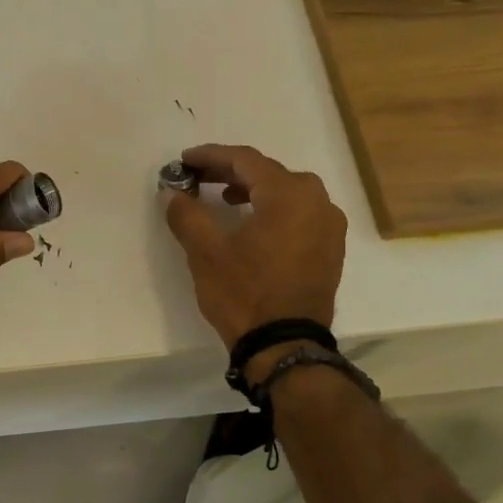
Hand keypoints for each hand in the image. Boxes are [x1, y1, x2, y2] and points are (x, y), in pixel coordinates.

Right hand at [163, 144, 347, 347]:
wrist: (285, 346)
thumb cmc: (244, 293)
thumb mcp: (205, 251)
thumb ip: (186, 213)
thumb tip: (172, 193)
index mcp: (289, 194)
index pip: (245, 160)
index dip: (211, 156)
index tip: (184, 161)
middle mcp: (317, 201)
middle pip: (269, 173)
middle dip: (231, 172)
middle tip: (199, 177)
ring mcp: (329, 226)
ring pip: (287, 192)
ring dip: (254, 189)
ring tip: (225, 198)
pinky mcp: (330, 248)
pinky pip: (300, 213)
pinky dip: (273, 209)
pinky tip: (253, 223)